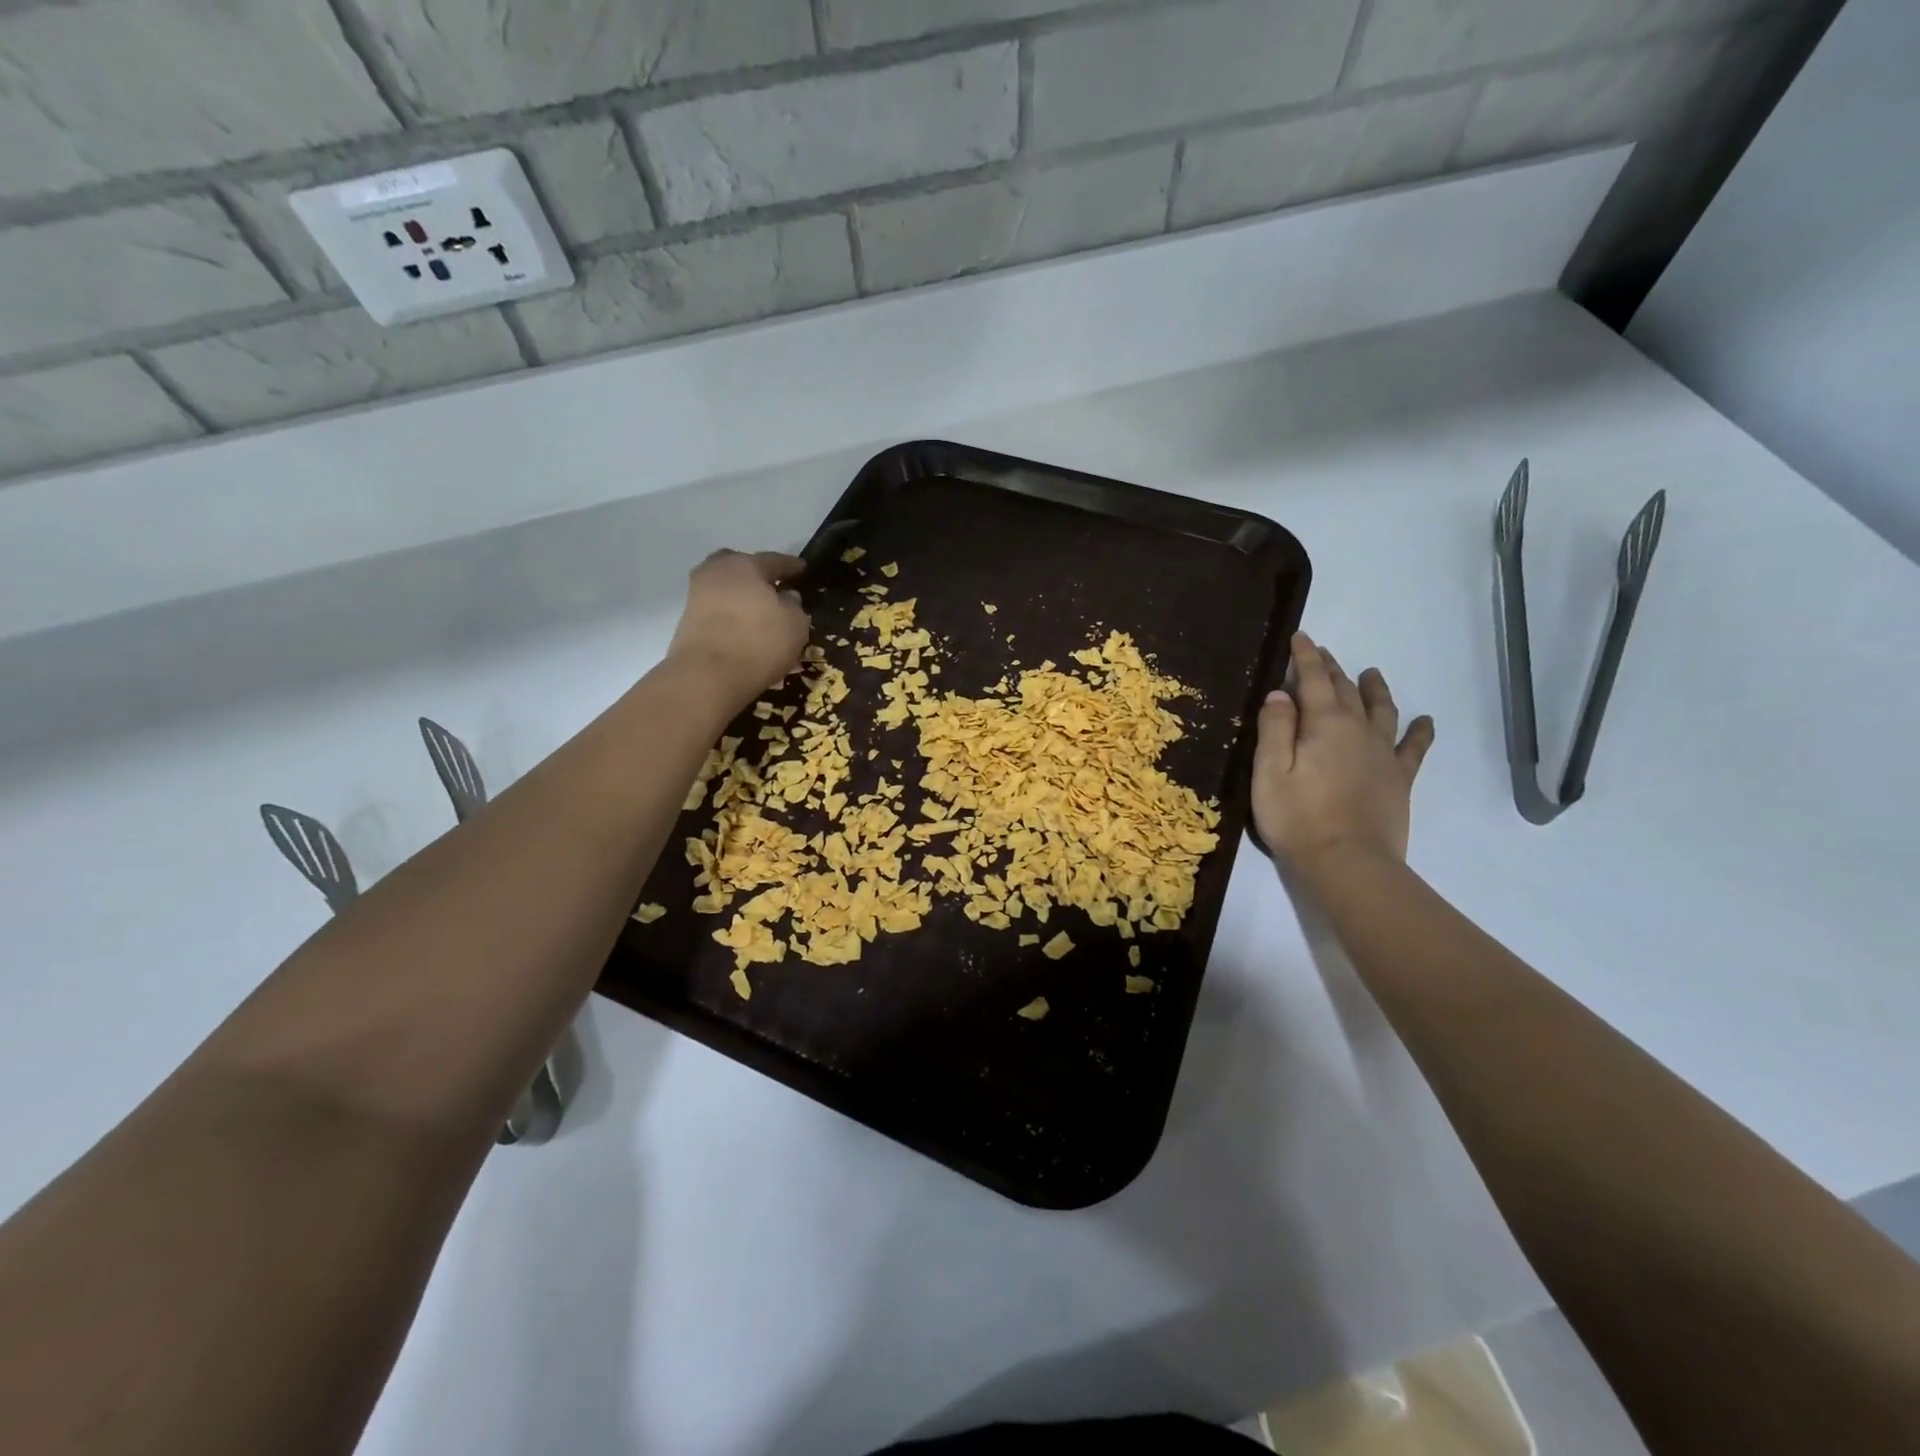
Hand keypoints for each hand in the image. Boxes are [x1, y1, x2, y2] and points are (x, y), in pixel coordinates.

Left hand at [667, 550, 810, 704]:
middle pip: (741, 568)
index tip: (802, 569)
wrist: (707, 677)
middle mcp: (716, 572)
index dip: (792, 566)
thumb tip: (786, 596)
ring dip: (743, 600)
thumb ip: (794, 605)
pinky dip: (732, 619)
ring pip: (727, 591)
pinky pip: (718, 613)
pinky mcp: (688, 622)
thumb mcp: (795, 624)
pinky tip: (746, 635)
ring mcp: (697, 596)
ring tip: (761, 619)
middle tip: (774, 590)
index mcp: (745, 565)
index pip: (774, 560)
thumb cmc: (759, 642)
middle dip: (757, 577)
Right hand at [1252, 632, 1433, 872]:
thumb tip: (1280, 693)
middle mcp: (1358, 730)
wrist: (1348, 863)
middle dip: (1331, 668)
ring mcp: (1383, 754)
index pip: (1312, 679)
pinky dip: (1420, 731)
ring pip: (1381, 710)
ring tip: (1371, 674)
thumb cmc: (1297, 817)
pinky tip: (1425, 721)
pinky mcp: (1399, 779)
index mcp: (1324, 724)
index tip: (1300, 636)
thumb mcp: (1269, 771)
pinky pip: (1414, 748)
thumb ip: (1274, 728)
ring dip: (1374, 689)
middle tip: (1322, 652)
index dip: (1305, 657)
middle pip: (1344, 690)